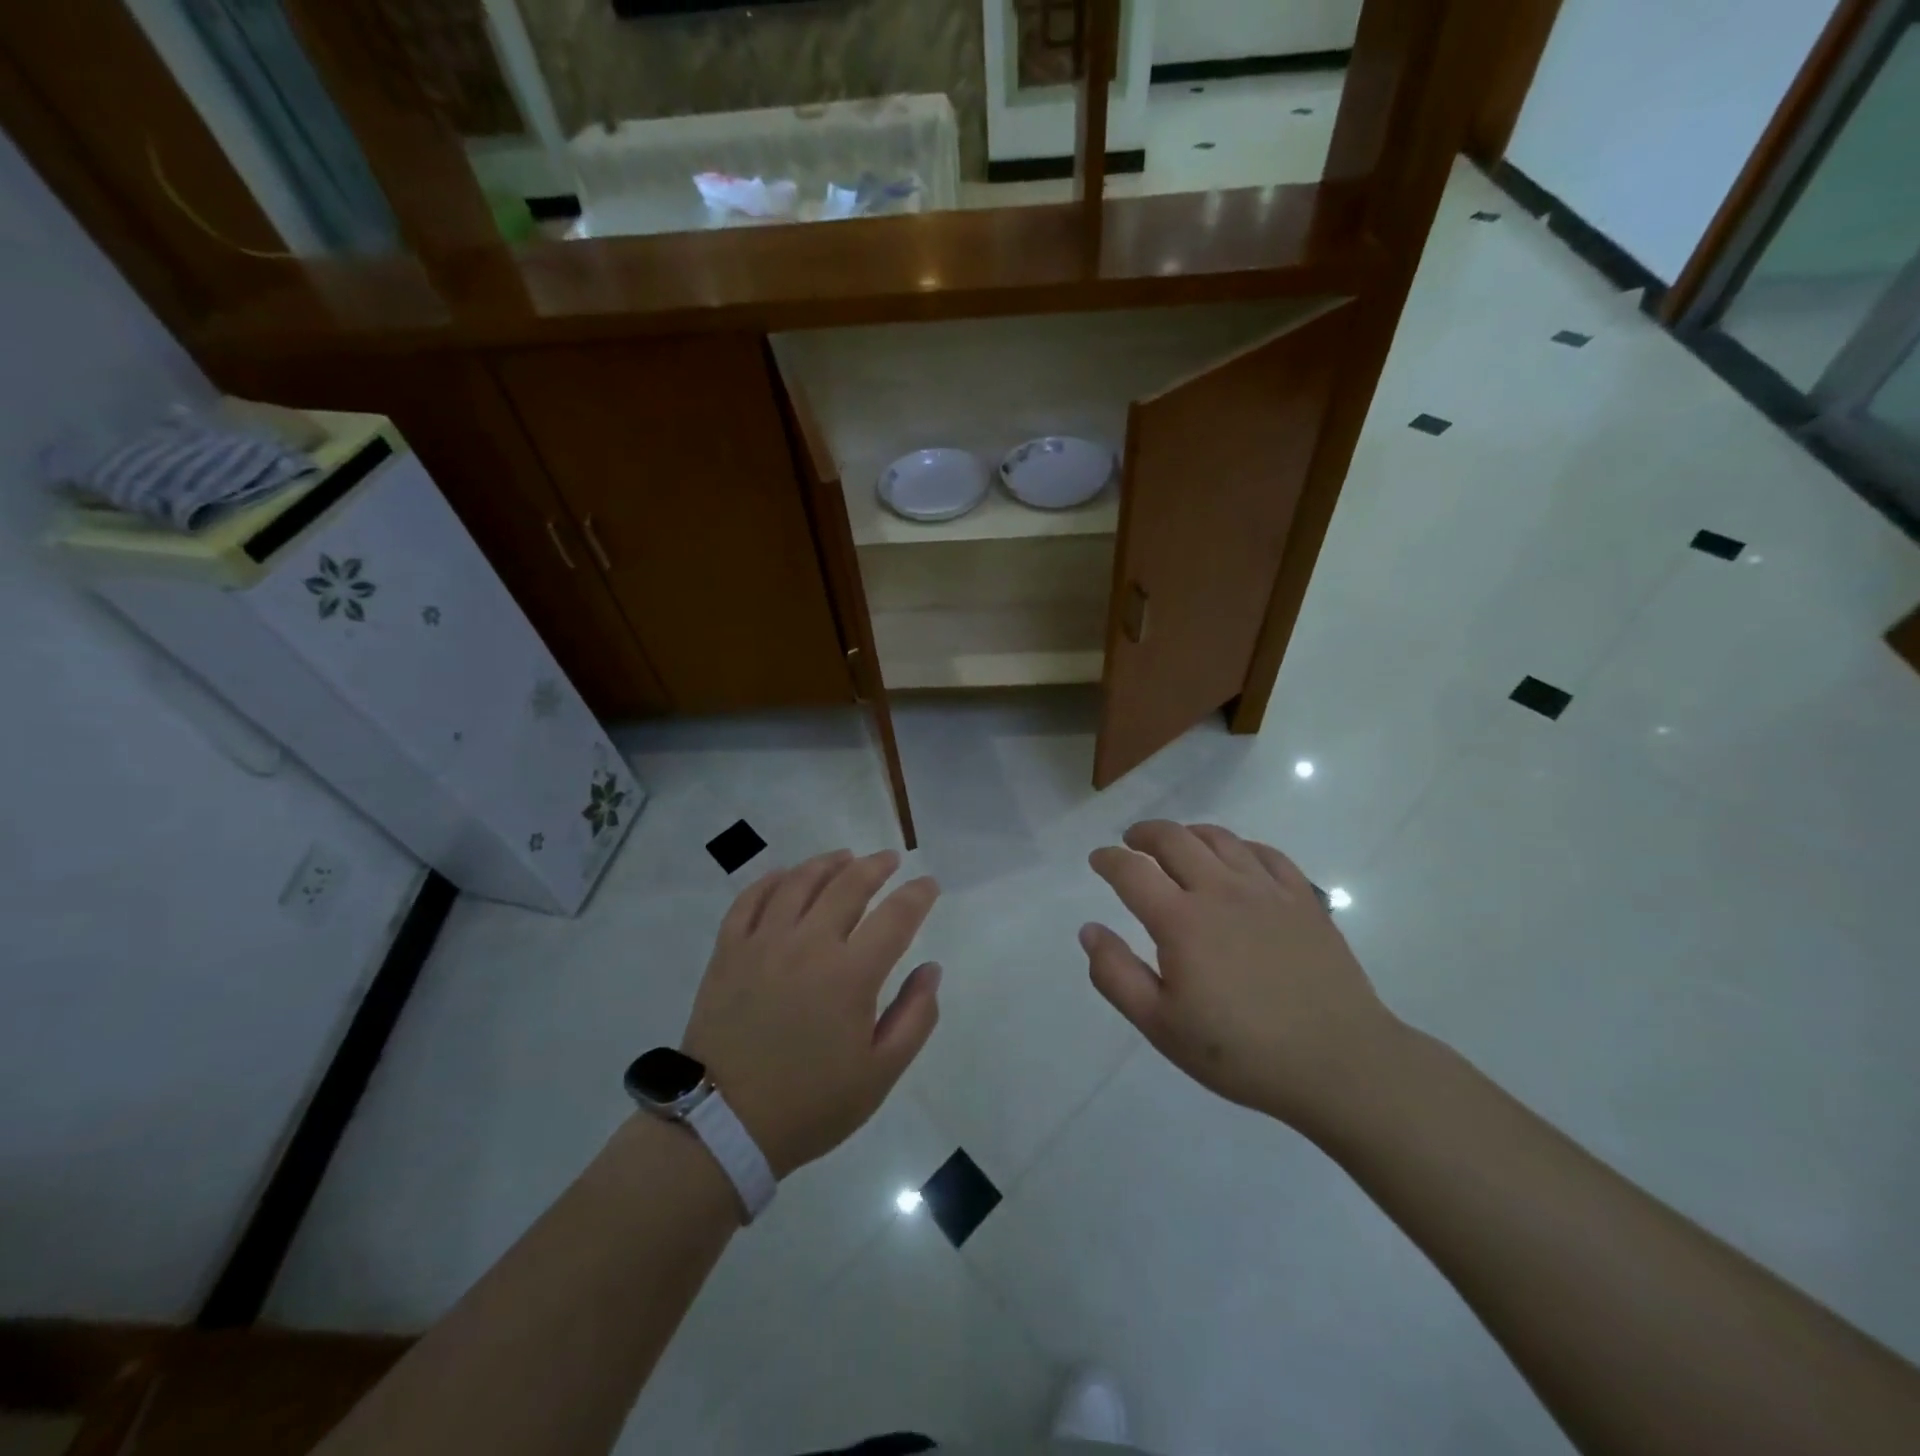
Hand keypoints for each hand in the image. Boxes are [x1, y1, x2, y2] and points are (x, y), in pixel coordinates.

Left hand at [682, 850, 941, 1177]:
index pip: (896, 916)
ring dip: (827, 863)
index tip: (928, 885)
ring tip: (844, 857)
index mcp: (851, 975)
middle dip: (876, 866)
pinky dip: (771, 880)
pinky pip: (750, 900)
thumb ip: (915, 1017)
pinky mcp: (728, 951)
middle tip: (890, 859)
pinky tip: (785, 876)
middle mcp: (808, 944)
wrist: (724, 1126)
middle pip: (848, 885)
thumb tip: (931, 969)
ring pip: (799, 882)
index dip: (918, 894)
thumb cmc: (810, 1103)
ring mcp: (763, 943)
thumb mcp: (879, 1074)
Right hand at [1081, 821, 1402, 1135]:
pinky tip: (1236, 858)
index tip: (1097, 859)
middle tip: (1132, 842)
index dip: (1108, 859)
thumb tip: (1089, 929)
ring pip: (1219, 838)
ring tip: (1178, 844)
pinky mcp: (1303, 899)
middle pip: (1174, 839)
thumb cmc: (1241, 1051)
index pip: (1131, 871)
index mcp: (1181, 920)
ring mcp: (1266, 890)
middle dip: (1145, 834)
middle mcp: (1220, 890)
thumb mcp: (1161, 1026)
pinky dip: (1240, 846)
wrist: (1339, 1062)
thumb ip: (1116, 975)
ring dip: (1189, 834)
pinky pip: (1265, 853)